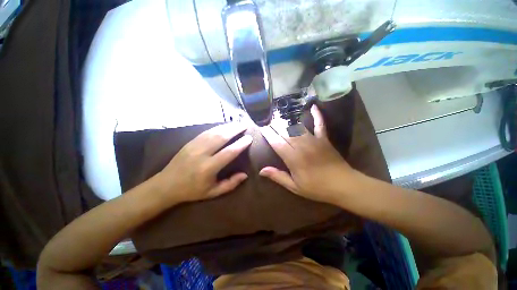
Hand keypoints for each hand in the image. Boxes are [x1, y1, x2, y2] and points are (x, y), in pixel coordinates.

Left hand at [154, 123, 251, 204]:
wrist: (166, 185)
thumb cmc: (192, 190)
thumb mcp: (213, 192)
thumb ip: (230, 184)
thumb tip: (245, 175)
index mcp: (208, 168)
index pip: (229, 152)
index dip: (240, 144)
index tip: (249, 138)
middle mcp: (201, 154)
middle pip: (221, 137)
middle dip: (235, 129)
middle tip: (245, 124)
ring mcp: (194, 146)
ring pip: (214, 132)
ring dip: (227, 126)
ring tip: (237, 123)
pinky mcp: (190, 142)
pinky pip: (206, 132)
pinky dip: (217, 127)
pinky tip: (224, 126)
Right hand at [259, 105, 355, 203]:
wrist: (343, 185)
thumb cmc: (317, 188)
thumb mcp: (295, 187)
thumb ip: (278, 176)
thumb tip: (261, 171)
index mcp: (293, 158)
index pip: (276, 142)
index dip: (267, 133)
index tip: (261, 126)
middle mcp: (301, 146)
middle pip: (285, 132)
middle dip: (274, 124)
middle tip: (267, 117)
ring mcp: (314, 140)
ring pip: (297, 127)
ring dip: (287, 119)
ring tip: (279, 112)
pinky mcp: (324, 139)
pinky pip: (320, 124)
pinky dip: (317, 115)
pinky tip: (313, 106)